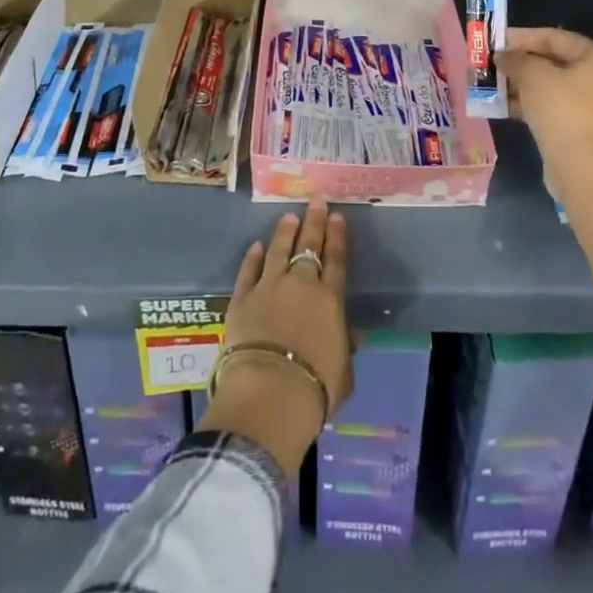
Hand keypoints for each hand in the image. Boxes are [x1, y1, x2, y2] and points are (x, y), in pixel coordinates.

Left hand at [200, 198, 351, 476]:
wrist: (270, 392)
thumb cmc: (315, 388)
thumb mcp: (343, 373)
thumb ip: (345, 350)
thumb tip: (351, 338)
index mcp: (329, 300)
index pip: (336, 260)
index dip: (336, 236)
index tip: (336, 216)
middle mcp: (301, 284)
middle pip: (309, 246)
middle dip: (314, 221)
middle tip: (316, 200)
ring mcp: (269, 287)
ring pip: (278, 250)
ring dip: (285, 232)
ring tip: (289, 216)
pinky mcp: (242, 298)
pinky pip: (248, 271)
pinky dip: (253, 257)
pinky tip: (256, 247)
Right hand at [497, 26, 592, 170]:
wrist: (582, 168)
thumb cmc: (562, 109)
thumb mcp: (533, 75)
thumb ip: (515, 59)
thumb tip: (503, 56)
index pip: (556, 37)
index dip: (523, 37)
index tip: (496, 41)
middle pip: (555, 63)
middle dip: (522, 63)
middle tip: (494, 63)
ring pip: (553, 88)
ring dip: (523, 85)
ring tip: (494, 84)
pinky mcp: (586, 133)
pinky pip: (555, 110)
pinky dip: (532, 105)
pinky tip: (505, 106)